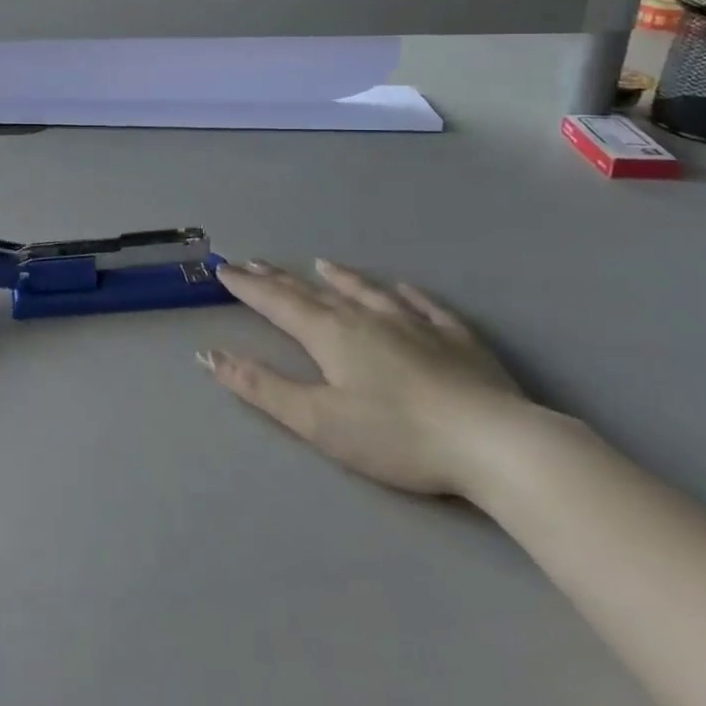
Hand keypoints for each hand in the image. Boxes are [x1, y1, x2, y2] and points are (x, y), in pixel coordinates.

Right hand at [201, 259, 534, 497]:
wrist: (496, 444)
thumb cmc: (397, 436)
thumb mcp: (318, 420)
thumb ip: (262, 387)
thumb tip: (209, 355)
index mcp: (330, 335)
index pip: (277, 303)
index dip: (248, 287)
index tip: (224, 269)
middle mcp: (367, 318)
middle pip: (314, 292)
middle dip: (280, 278)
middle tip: (255, 262)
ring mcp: (415, 325)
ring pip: (367, 291)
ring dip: (339, 278)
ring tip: (321, 264)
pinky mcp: (457, 340)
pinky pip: (425, 306)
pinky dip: (407, 295)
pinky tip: (402, 288)